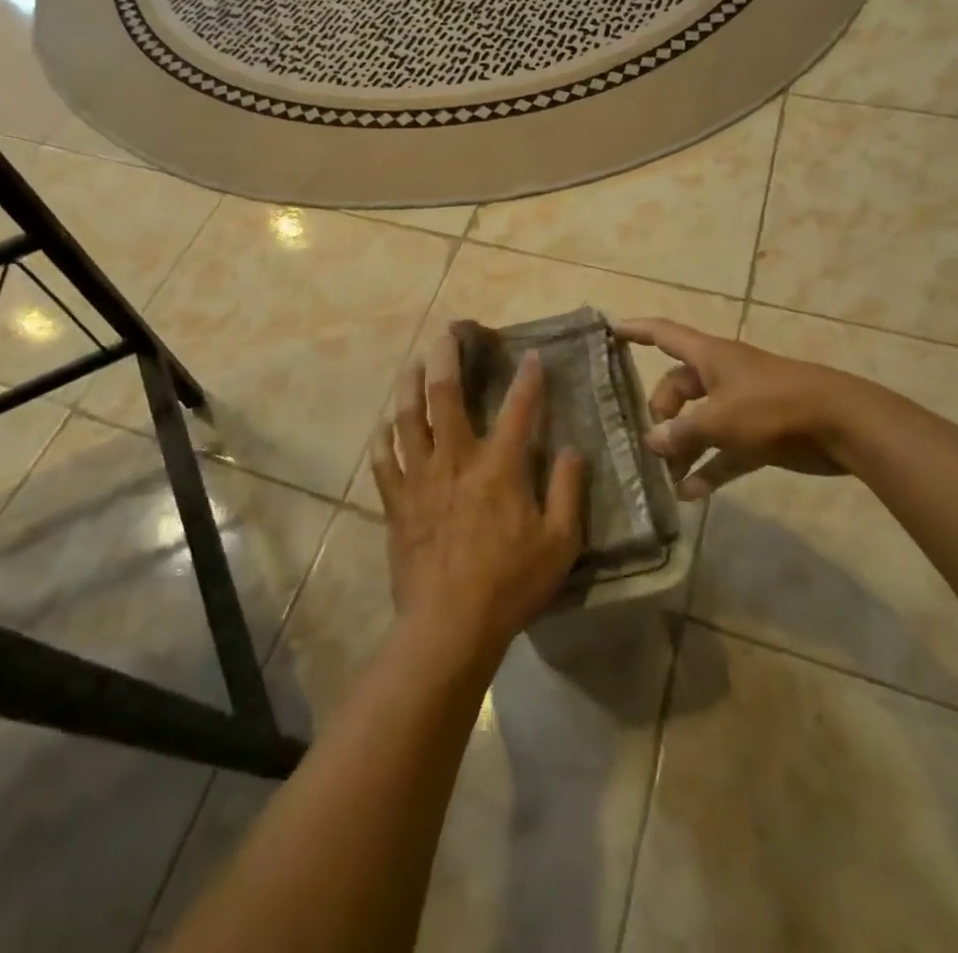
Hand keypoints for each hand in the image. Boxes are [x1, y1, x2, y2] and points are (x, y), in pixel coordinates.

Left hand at [370, 326, 586, 661]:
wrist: (449, 625)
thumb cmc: (510, 583)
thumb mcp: (559, 542)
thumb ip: (568, 491)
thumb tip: (573, 450)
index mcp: (498, 468)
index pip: (519, 410)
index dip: (529, 379)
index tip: (532, 355)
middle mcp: (455, 460)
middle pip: (445, 395)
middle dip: (446, 357)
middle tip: (447, 332)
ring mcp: (420, 478)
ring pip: (407, 418)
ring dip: (410, 385)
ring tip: (413, 363)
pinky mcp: (396, 501)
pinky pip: (384, 460)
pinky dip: (383, 438)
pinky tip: (384, 426)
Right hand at [615, 318, 845, 499]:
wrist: (842, 425)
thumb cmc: (773, 407)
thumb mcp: (720, 420)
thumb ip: (682, 432)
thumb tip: (652, 442)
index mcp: (710, 356)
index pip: (663, 334)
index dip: (636, 331)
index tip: (609, 330)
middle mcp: (722, 376)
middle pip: (678, 386)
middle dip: (661, 412)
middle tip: (652, 442)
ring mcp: (742, 405)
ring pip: (700, 421)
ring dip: (683, 447)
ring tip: (665, 477)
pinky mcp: (760, 434)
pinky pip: (725, 450)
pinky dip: (709, 468)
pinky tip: (691, 494)